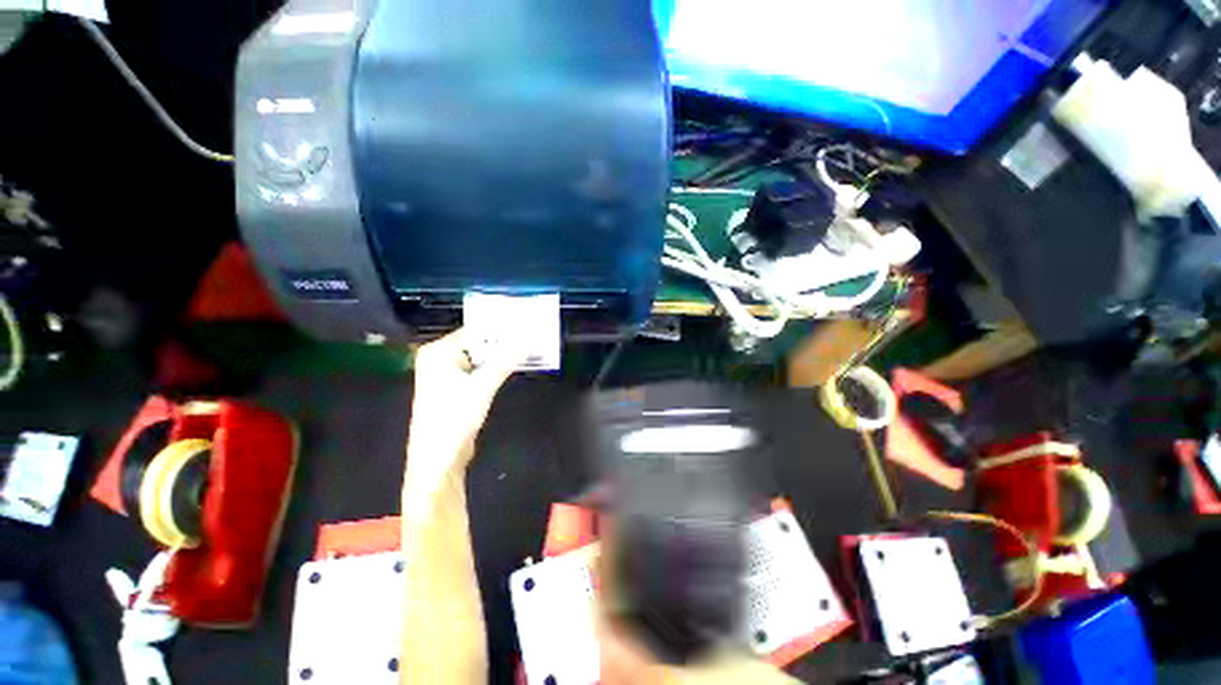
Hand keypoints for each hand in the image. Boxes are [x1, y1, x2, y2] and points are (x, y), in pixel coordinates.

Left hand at [406, 328, 520, 479]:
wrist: (439, 459)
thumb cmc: (453, 419)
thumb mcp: (481, 387)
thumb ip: (504, 361)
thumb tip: (527, 341)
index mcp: (438, 353)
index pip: (474, 331)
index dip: (500, 329)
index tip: (525, 324)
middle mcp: (441, 359)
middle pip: (478, 343)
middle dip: (504, 342)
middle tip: (531, 335)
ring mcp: (449, 374)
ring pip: (482, 358)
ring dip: (503, 356)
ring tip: (528, 347)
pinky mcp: (458, 388)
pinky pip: (481, 370)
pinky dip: (497, 368)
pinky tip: (516, 364)